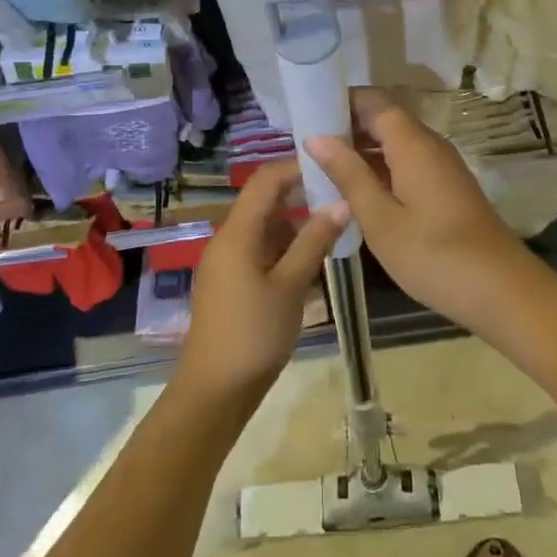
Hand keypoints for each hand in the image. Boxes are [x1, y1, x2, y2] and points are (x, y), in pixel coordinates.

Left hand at [174, 159, 345, 407]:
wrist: (214, 391)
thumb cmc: (253, 334)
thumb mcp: (290, 286)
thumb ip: (314, 241)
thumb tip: (341, 202)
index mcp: (237, 233)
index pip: (265, 180)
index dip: (296, 166)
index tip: (331, 164)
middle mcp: (229, 239)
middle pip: (265, 201)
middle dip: (301, 194)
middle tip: (341, 194)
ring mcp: (229, 262)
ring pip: (266, 228)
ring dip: (297, 223)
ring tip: (336, 225)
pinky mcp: (233, 282)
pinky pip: (262, 250)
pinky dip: (287, 247)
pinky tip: (314, 259)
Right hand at [306, 89, 546, 338]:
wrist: (501, 290)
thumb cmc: (434, 256)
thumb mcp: (381, 219)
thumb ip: (348, 174)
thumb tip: (316, 137)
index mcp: (412, 143)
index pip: (372, 100)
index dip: (339, 102)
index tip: (305, 116)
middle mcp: (429, 143)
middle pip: (383, 118)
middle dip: (345, 127)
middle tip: (305, 148)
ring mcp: (441, 164)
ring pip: (394, 141)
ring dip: (361, 150)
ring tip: (322, 169)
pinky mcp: (446, 185)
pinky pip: (406, 161)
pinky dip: (380, 168)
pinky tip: (357, 191)